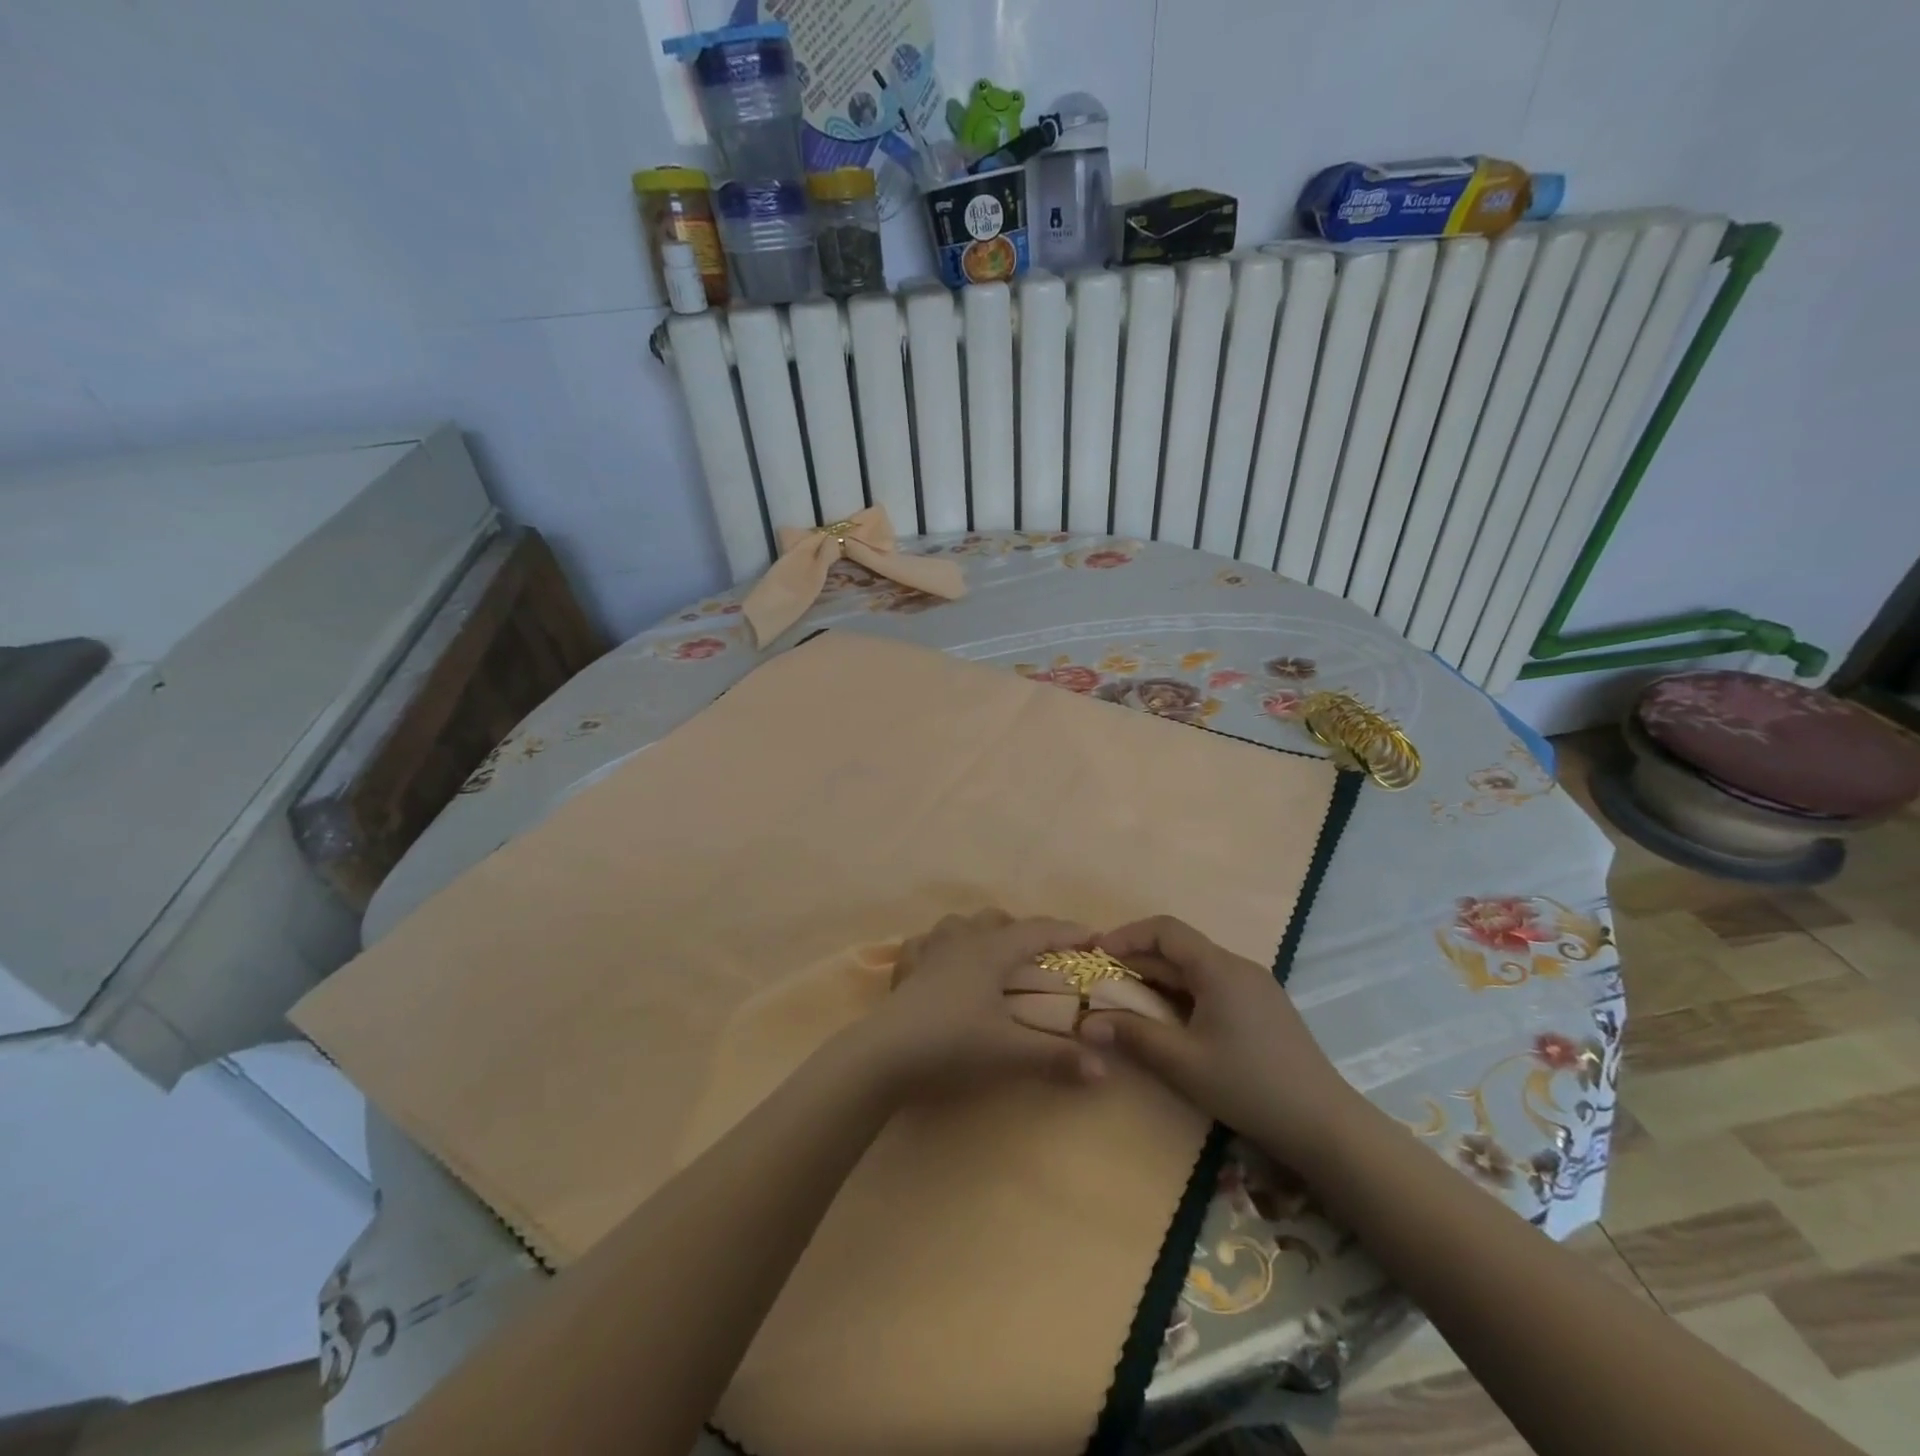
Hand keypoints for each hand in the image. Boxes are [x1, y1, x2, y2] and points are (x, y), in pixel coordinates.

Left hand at [847, 910, 1108, 1101]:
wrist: (885, 1054)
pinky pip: (925, 943)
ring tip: (991, 955)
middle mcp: (962, 940)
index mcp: (992, 951)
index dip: (1068, 932)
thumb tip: (1103, 1069)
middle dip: (1023, 931)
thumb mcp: (1009, 1052)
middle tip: (1040, 957)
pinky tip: (940, 964)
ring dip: (980, 932)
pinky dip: (939, 947)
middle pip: (997, 920)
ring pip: (959, 924)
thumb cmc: (953, 1044)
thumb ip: (1056, 1057)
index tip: (1094, 937)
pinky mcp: (905, 968)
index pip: (1038, 932)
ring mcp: (929, 950)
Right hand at [1076, 916, 1360, 1164]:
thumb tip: (1086, 1023)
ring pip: (1196, 967)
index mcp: (1218, 968)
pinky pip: (1213, 984)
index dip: (1126, 935)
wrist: (1325, 1125)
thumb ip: (1133, 1036)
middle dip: (1138, 960)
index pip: (1165, 929)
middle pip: (1179, 948)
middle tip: (1105, 984)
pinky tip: (1171, 1021)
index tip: (1097, 954)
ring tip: (1130, 1003)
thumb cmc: (1249, 1086)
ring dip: (1160, 978)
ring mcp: (1255, 985)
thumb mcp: (1183, 1063)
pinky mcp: (1263, 1007)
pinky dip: (1183, 992)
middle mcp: (1238, 965)